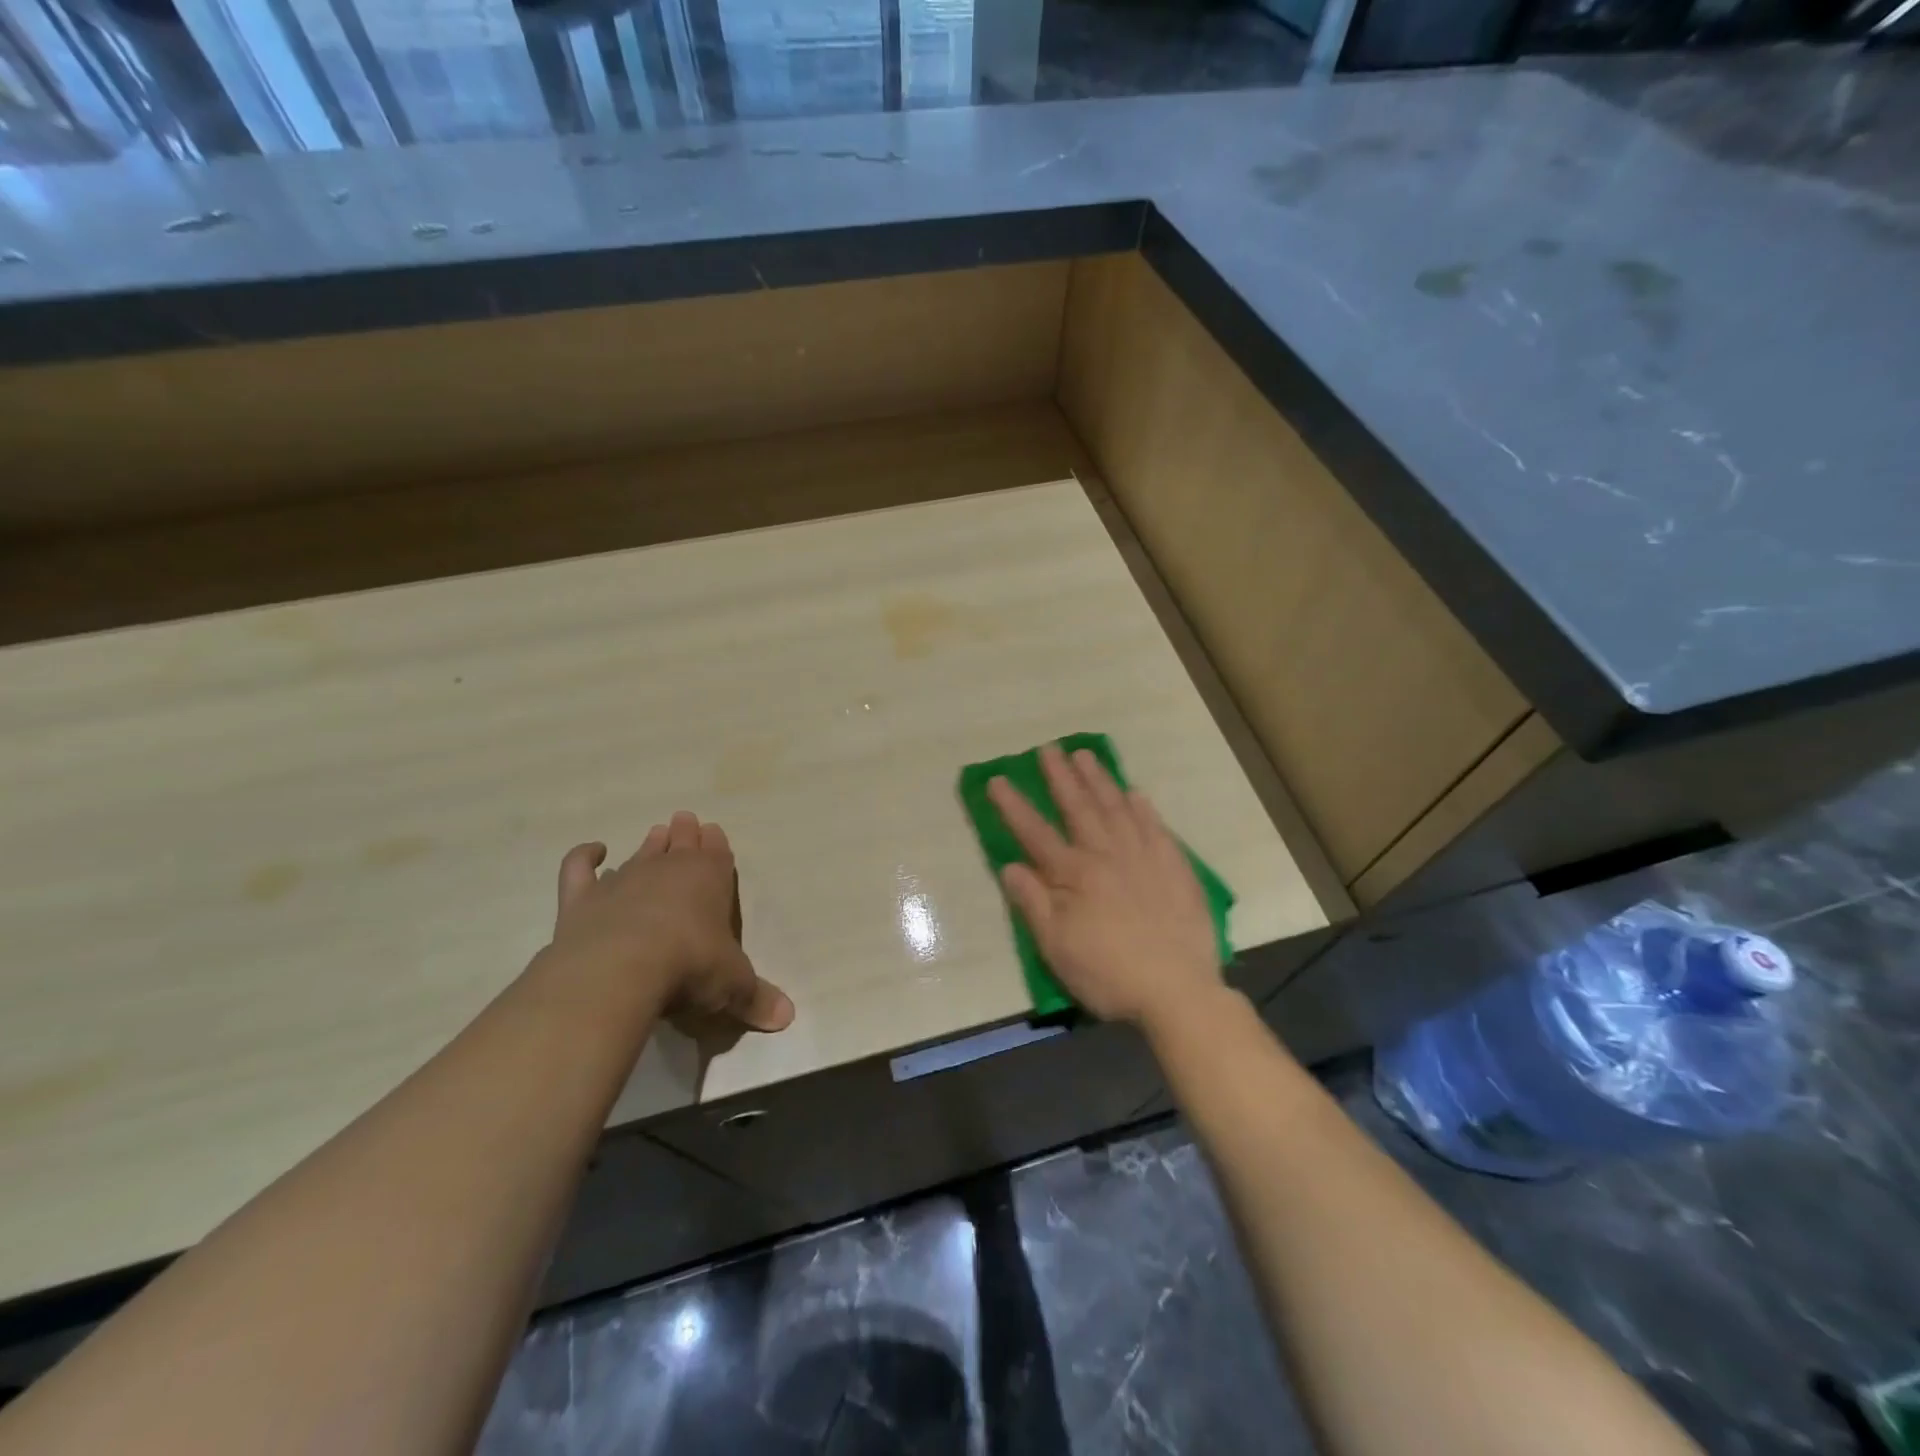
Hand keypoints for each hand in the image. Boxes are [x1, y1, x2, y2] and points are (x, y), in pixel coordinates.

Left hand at [545, 811, 794, 1033]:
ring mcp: (623, 880)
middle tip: (685, 821)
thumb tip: (789, 1017)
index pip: (717, 853)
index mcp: (710, 879)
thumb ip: (757, 998)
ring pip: (641, 852)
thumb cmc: (690, 967)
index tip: (714, 833)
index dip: (717, 844)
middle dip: (686, 833)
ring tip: (656, 834)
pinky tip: (594, 851)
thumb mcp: (733, 986)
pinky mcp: (583, 898)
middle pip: (680, 843)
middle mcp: (669, 870)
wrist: (621, 969)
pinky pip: (580, 867)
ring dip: (650, 844)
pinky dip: (584, 856)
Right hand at [988, 743, 1220, 1027]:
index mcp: (1074, 875)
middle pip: (1079, 808)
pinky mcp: (1175, 868)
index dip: (1014, 806)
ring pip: (1117, 808)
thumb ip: (1033, 903)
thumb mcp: (1057, 947)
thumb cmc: (1109, 974)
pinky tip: (1135, 793)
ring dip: (1099, 780)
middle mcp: (1107, 855)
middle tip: (1048, 748)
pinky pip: (1156, 827)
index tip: (997, 780)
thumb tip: (1009, 866)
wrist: (1178, 991)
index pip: (1035, 833)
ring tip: (1085, 755)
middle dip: (1061, 777)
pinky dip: (1143, 808)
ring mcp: (1144, 857)